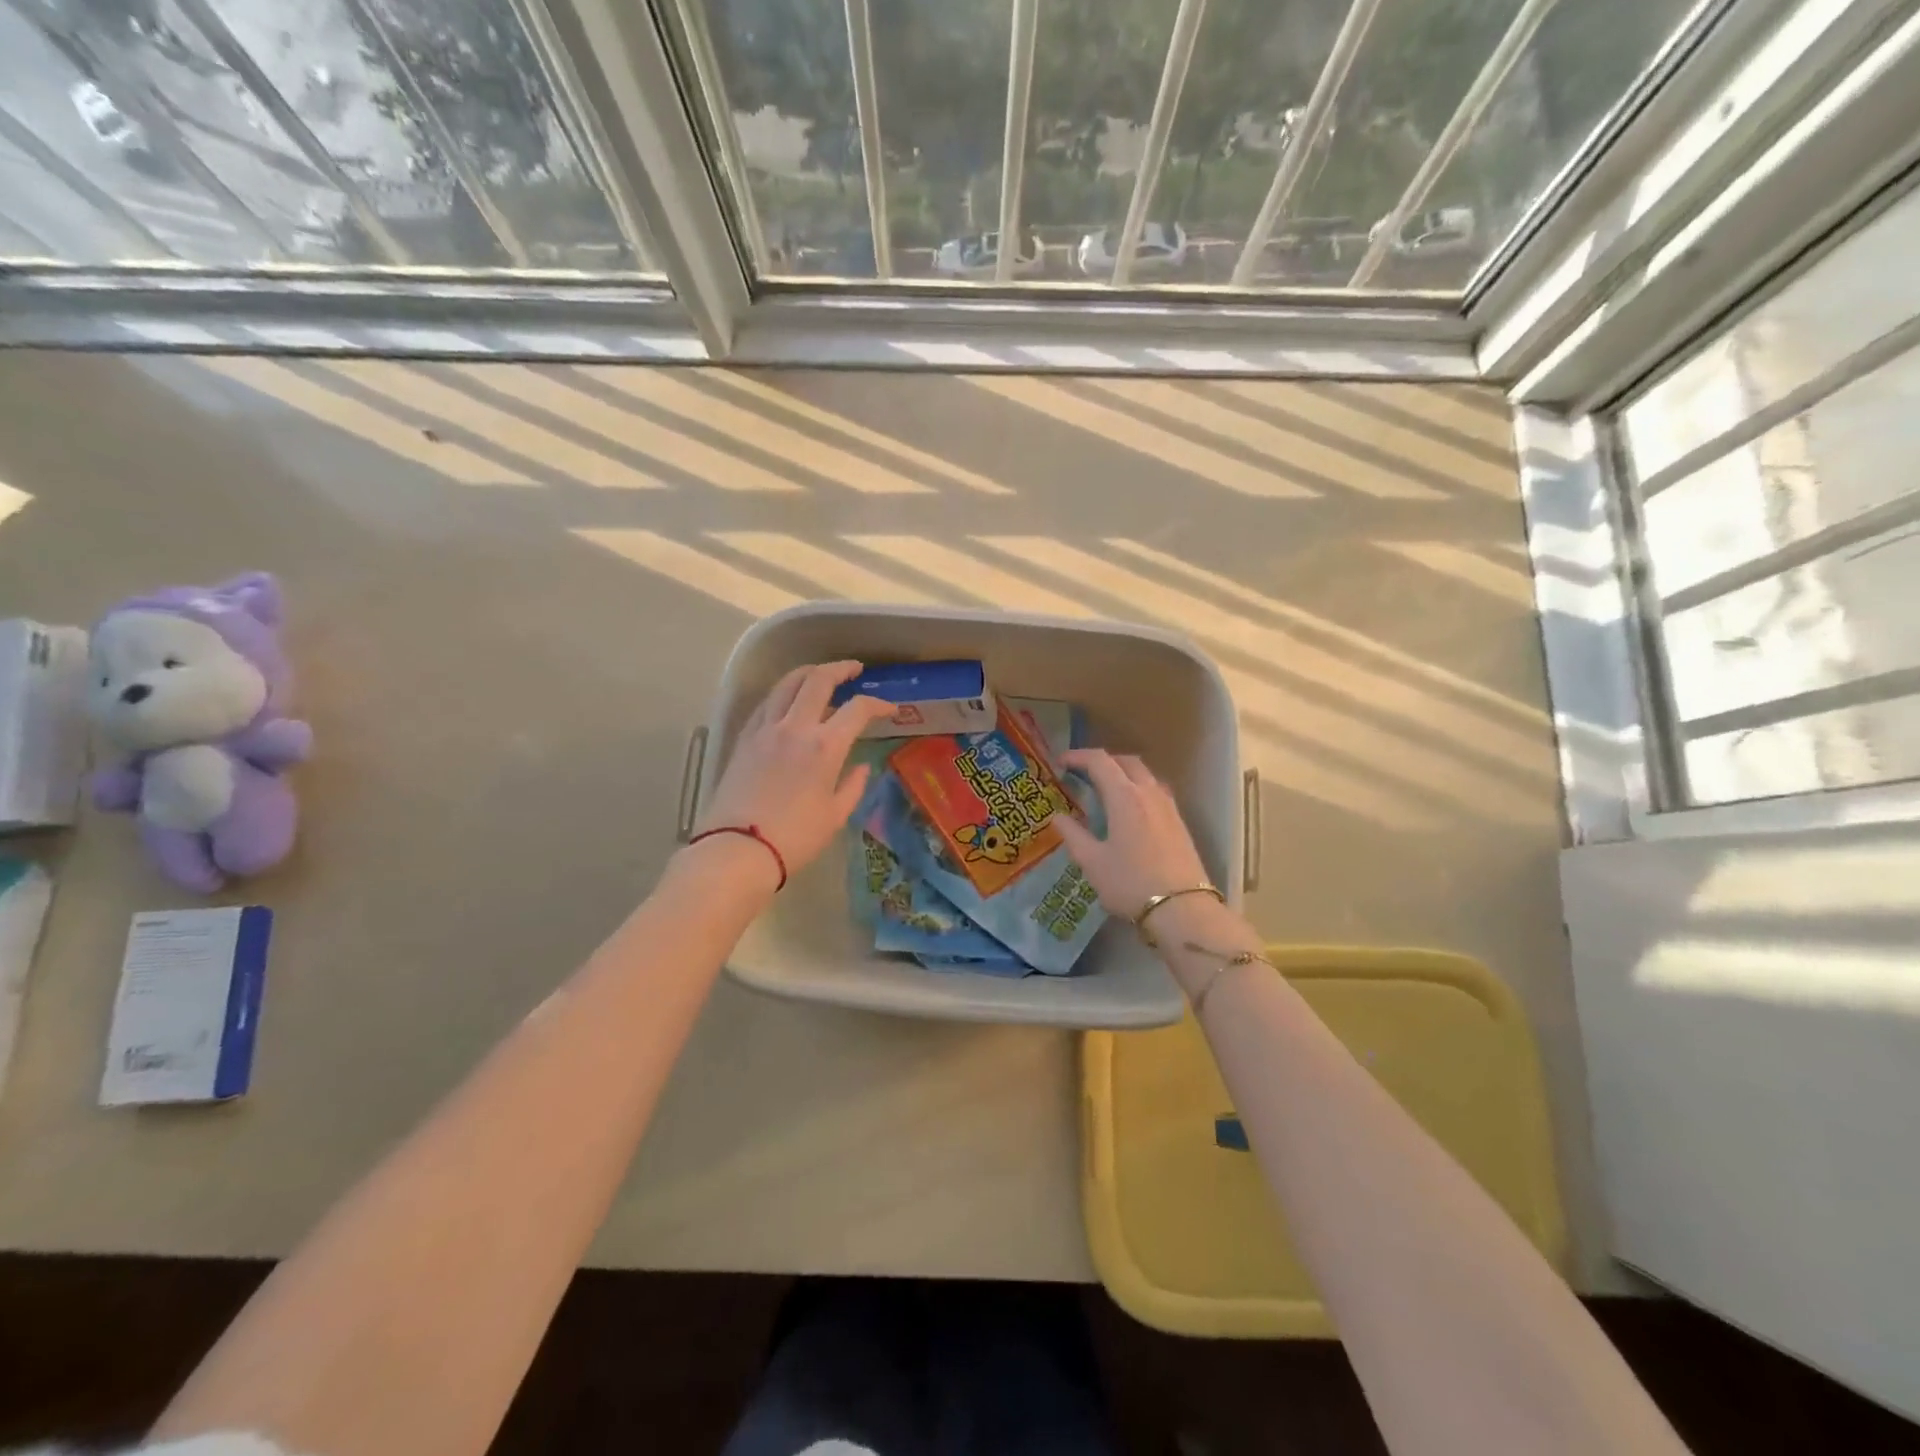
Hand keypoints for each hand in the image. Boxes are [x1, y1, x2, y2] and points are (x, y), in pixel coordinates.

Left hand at [694, 661, 892, 877]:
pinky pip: (766, 703)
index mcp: (825, 746)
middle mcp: (795, 727)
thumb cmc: (795, 838)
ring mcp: (765, 729)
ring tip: (820, 675)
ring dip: (808, 672)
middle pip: (818, 680)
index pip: (857, 709)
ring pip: (787, 683)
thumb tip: (862, 767)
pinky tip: (788, 700)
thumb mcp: (835, 816)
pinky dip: (783, 693)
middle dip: (841, 669)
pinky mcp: (744, 738)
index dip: (878, 704)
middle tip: (854, 670)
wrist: (738, 849)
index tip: (890, 709)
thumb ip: (853, 786)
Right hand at [1053, 749, 1212, 916]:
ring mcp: (1168, 806)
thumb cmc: (1130, 883)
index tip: (1060, 763)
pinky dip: (1138, 788)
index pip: (1100, 761)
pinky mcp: (1179, 822)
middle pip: (1126, 762)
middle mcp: (1148, 793)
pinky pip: (1156, 791)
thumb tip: (1058, 816)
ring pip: (1145, 775)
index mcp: (1124, 797)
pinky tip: (1130, 811)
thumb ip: (1073, 835)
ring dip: (1123, 773)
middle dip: (1103, 761)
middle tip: (1082, 773)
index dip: (1078, 757)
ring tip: (1106, 790)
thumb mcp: (1092, 862)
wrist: (1182, 909)